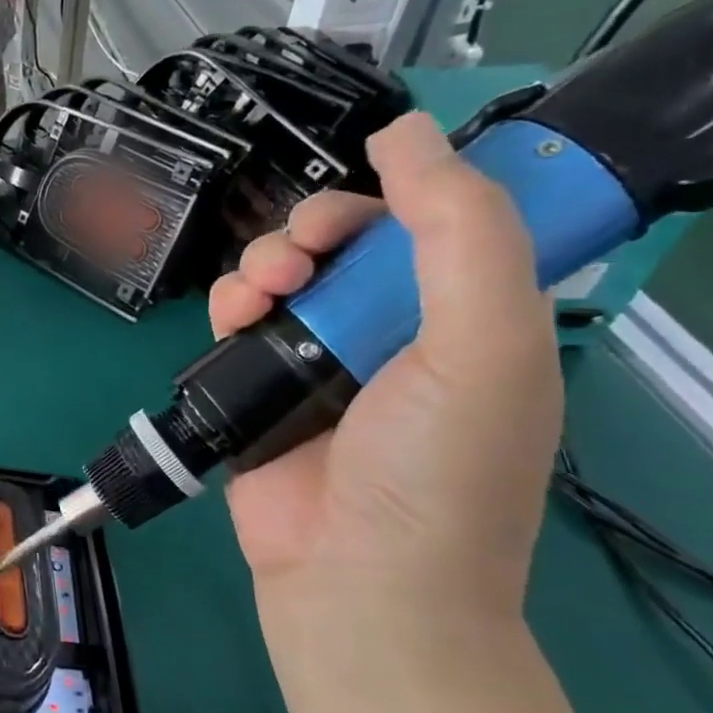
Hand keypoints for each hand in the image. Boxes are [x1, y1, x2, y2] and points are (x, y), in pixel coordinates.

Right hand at [207, 113, 561, 626]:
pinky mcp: (261, 386)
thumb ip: (461, 232)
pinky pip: (239, 319)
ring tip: (257, 295)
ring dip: (261, 265)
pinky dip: (230, 304)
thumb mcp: (482, 345)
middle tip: (295, 262)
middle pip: (344, 242)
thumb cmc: (435, 470)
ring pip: (283, 274)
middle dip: (310, 232)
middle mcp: (395, 331)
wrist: (357, 581)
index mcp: (469, 316)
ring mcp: (322, 360)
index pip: (430, 222)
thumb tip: (406, 131)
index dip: (389, 197)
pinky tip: (231, 318)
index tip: (352, 212)